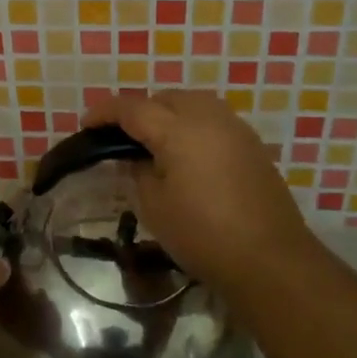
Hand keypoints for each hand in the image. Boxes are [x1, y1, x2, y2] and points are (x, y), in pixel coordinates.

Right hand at [83, 90, 318, 298]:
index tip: (87, 125)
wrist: (269, 259)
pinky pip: (213, 119)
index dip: (105, 113)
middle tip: (122, 137)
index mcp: (178, 129)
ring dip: (169, 113)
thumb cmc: (202, 234)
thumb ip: (139, 171)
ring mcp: (235, 128)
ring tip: (155, 141)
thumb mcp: (154, 206)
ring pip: (192, 103)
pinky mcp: (252, 144)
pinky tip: (187, 154)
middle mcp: (208, 117)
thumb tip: (136, 157)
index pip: (132, 108)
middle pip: (165, 98)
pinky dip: (193, 125)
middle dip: (139, 110)